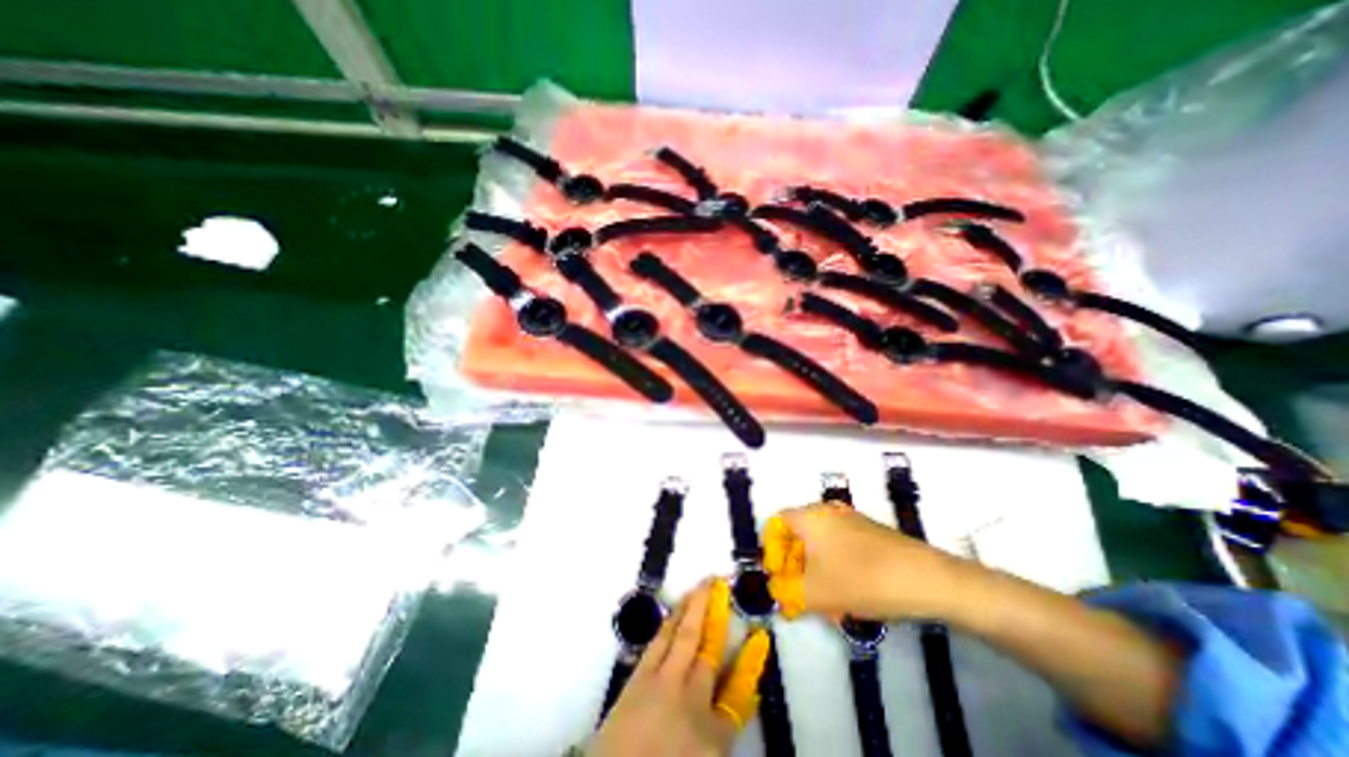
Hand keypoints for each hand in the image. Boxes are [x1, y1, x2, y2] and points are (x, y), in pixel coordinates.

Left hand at [591, 579, 768, 755]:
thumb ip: (722, 728)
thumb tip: (742, 700)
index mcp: (713, 731)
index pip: (740, 689)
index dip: (751, 661)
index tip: (759, 637)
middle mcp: (690, 696)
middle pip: (707, 645)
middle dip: (714, 611)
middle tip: (718, 581)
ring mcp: (662, 682)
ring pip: (681, 635)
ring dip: (691, 608)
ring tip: (699, 586)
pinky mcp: (638, 679)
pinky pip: (658, 642)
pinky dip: (668, 624)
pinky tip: (673, 615)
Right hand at [763, 503, 963, 620]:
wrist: (926, 578)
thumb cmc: (861, 578)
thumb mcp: (816, 593)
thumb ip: (787, 591)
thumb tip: (776, 589)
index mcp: (810, 517)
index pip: (777, 523)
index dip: (771, 548)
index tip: (778, 574)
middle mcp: (828, 512)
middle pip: (799, 535)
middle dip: (795, 566)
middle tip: (800, 592)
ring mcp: (852, 520)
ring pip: (822, 545)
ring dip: (817, 571)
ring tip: (828, 603)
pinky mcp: (871, 533)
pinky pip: (842, 547)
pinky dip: (837, 568)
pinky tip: (850, 597)